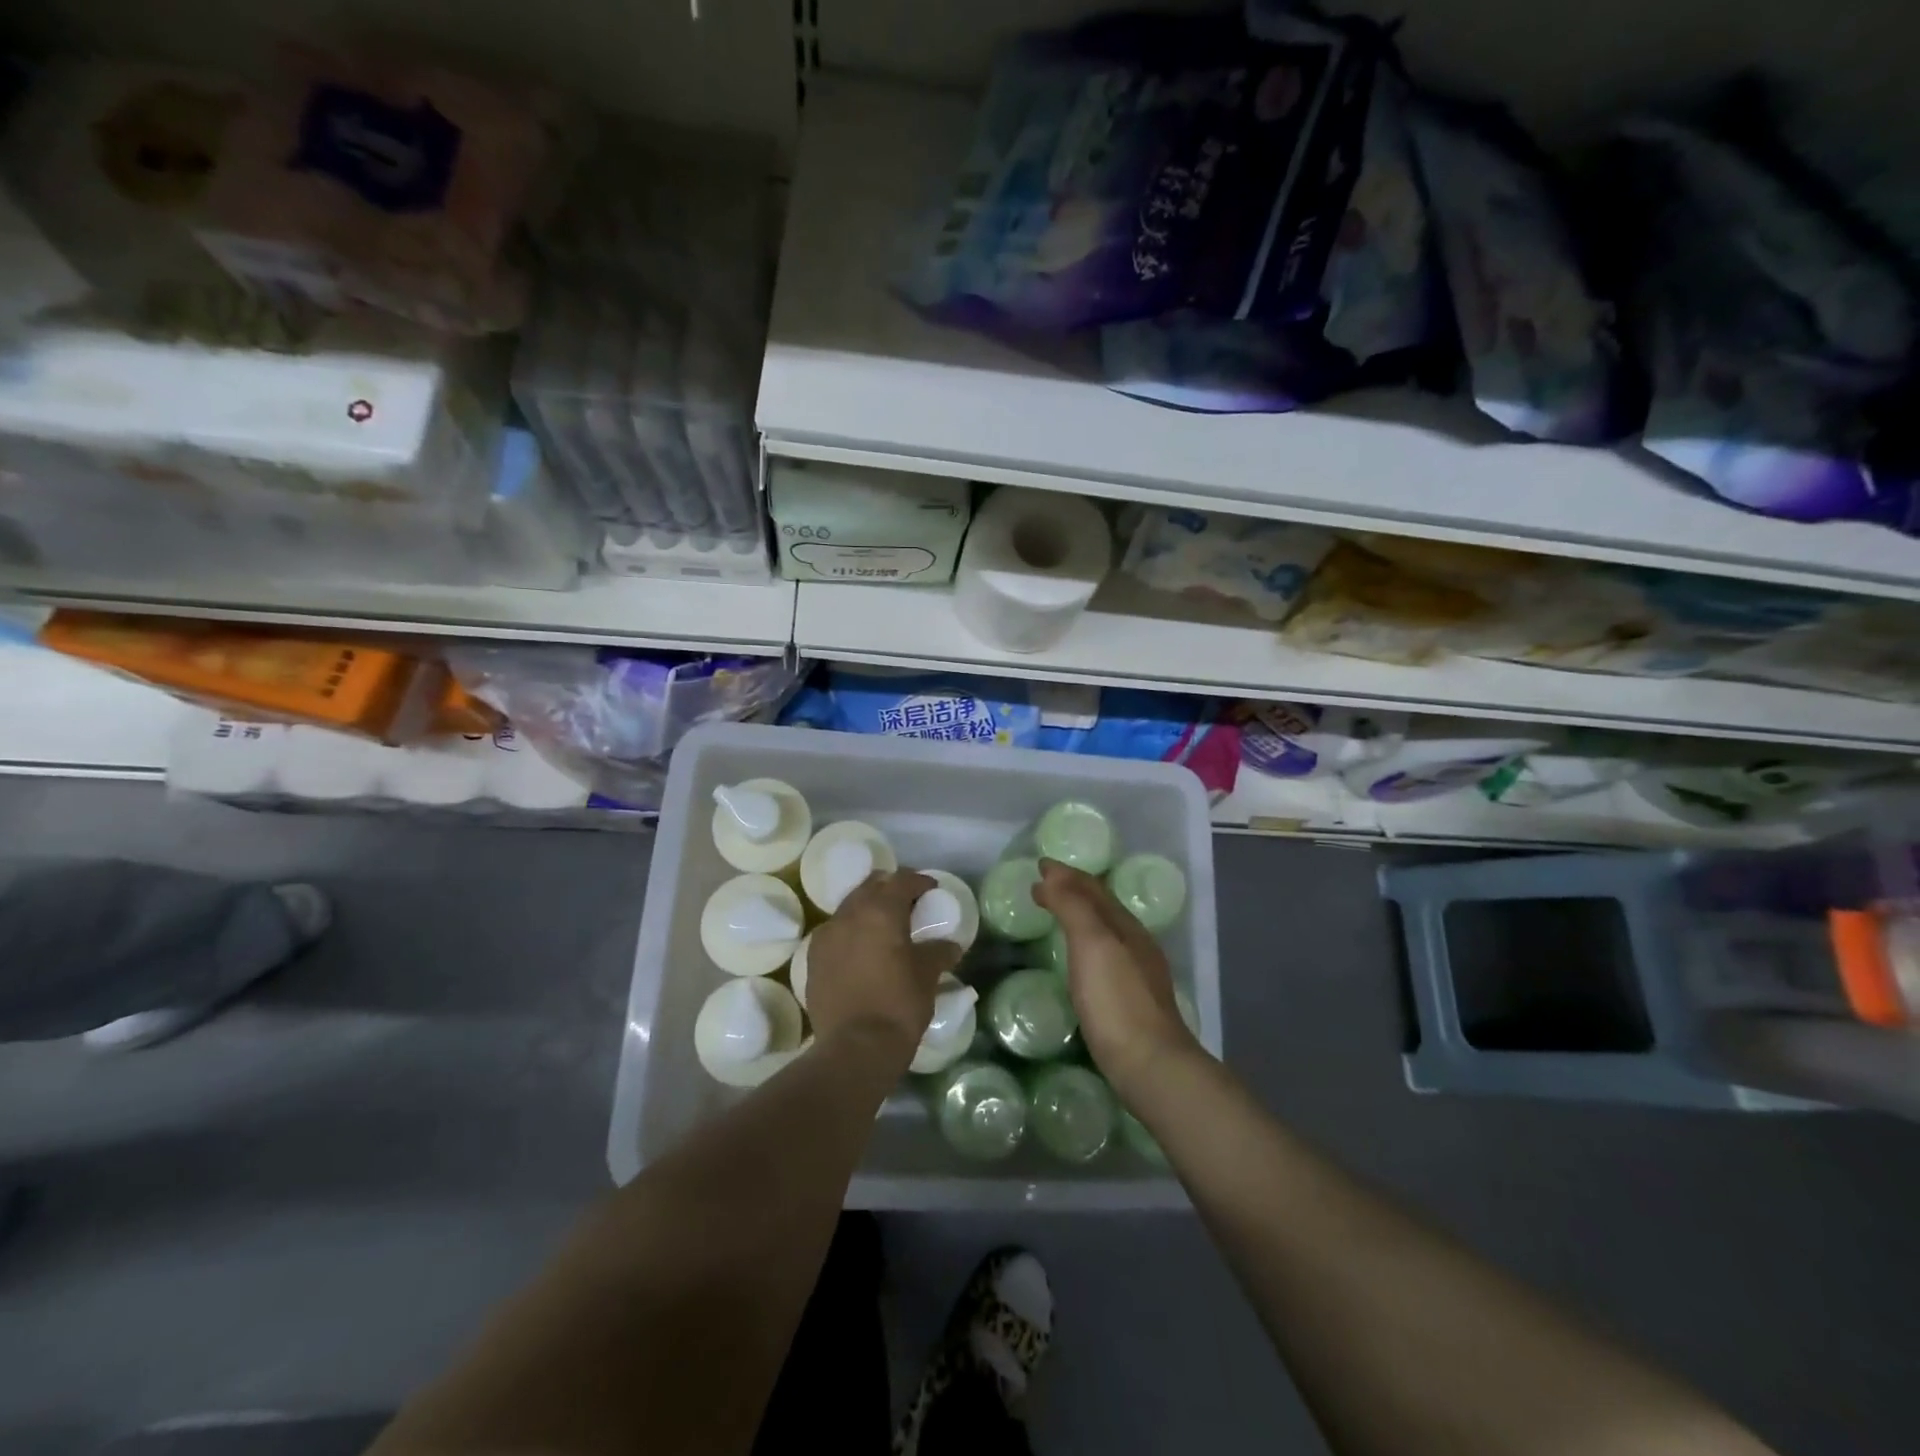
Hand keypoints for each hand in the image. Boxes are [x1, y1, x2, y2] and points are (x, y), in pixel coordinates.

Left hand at [805, 869, 958, 1062]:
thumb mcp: (927, 976)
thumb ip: (938, 952)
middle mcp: (849, 914)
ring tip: (884, 928)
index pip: (902, 880)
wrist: (855, 1048)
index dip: (919, 882)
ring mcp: (826, 935)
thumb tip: (950, 946)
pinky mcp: (813, 959)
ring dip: (867, 909)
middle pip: (871, 886)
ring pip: (849, 907)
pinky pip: (834, 932)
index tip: (931, 890)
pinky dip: (850, 932)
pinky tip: (862, 950)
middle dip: (890, 889)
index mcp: (880, 911)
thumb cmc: (898, 1005)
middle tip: (908, 904)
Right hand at [1033, 859, 1199, 1102]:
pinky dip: (1084, 944)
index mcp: (1127, 926)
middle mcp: (1136, 944)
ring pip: (1105, 931)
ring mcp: (1137, 974)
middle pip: (1102, 907)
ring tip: (1055, 914)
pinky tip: (1077, 961)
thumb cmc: (1117, 1000)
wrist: (1151, 1067)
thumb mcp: (1093, 944)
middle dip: (1073, 891)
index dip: (1066, 874)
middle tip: (1042, 885)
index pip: (1094, 888)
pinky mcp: (1130, 1002)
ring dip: (1079, 916)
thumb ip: (1074, 907)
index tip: (1039, 865)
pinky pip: (1103, 956)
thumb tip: (1053, 874)